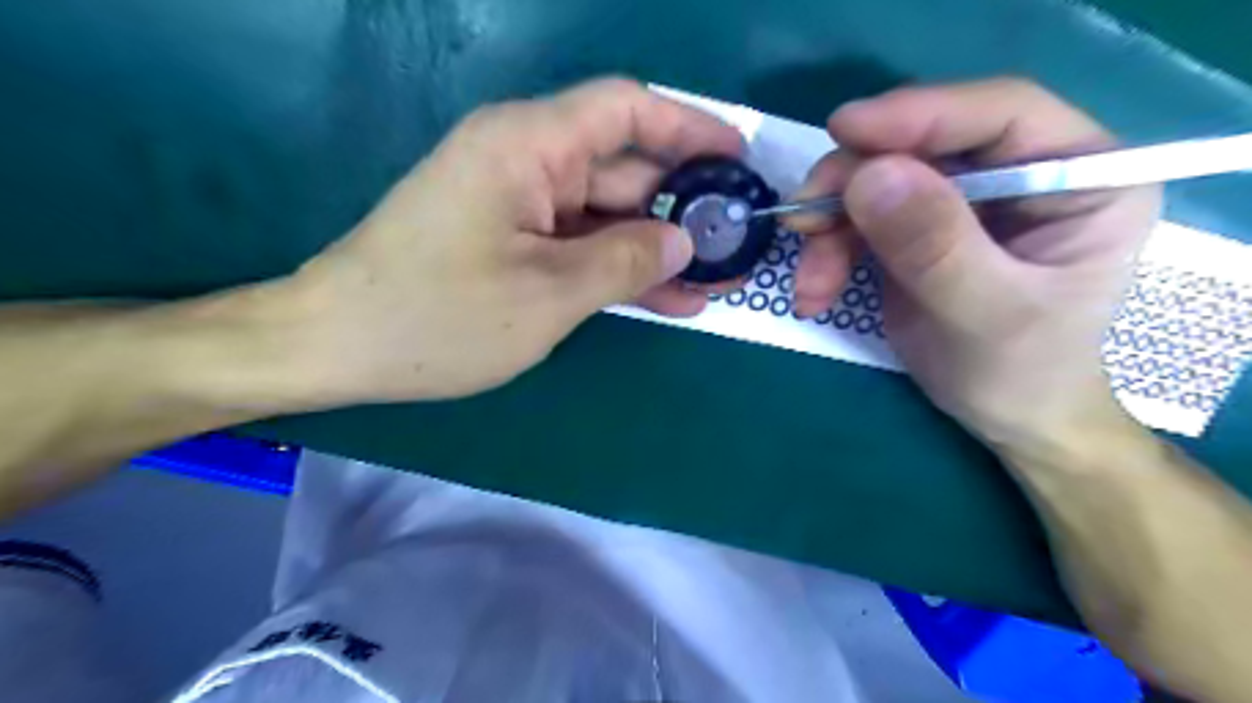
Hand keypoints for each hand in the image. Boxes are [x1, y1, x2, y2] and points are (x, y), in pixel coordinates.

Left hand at [267, 76, 741, 405]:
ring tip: (714, 281)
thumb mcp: (547, 294)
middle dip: (680, 206)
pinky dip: (619, 267)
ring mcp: (518, 204)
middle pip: (622, 167)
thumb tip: (681, 242)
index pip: (625, 110)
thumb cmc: (436, 316)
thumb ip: (624, 260)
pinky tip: (667, 297)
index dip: (688, 128)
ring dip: (656, 247)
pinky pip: (579, 243)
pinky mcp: (512, 240)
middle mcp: (525, 160)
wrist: (338, 346)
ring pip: (606, 214)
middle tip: (734, 244)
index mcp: (527, 145)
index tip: (736, 159)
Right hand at [796, 79, 1159, 451]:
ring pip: (874, 184)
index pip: (999, 115)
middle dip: (852, 186)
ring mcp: (961, 201)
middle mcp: (1018, 173)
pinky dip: (827, 254)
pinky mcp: (916, 229)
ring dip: (829, 232)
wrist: (1005, 415)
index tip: (844, 130)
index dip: (919, 114)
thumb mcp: (988, 313)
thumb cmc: (1022, 371)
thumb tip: (870, 176)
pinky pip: (857, 221)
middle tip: (803, 223)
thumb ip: (936, 246)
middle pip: (920, 146)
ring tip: (810, 286)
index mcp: (1078, 175)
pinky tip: (814, 294)